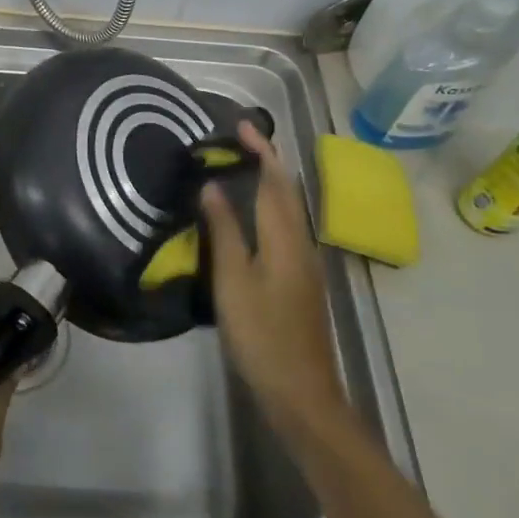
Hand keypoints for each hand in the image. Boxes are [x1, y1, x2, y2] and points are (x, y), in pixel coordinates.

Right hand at [204, 120, 345, 431]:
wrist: (302, 393)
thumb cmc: (262, 334)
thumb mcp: (234, 280)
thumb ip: (225, 230)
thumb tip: (213, 186)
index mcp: (286, 238)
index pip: (276, 181)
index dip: (261, 150)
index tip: (240, 124)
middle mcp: (301, 243)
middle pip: (287, 191)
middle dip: (267, 160)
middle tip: (237, 140)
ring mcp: (305, 264)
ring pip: (288, 210)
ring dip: (269, 182)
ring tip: (240, 167)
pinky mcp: (300, 280)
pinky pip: (285, 227)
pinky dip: (269, 207)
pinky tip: (250, 216)